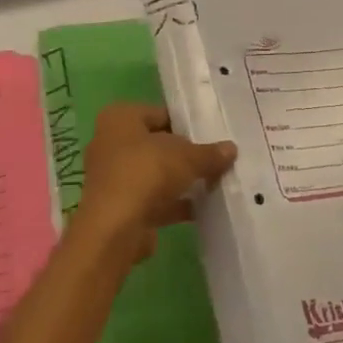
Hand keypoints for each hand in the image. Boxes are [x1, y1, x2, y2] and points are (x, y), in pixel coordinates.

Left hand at [75, 103, 235, 260]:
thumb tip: (231, 149)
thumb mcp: (186, 157)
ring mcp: (113, 178)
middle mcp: (110, 143)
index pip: (159, 113)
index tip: (211, 135)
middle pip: (156, 144)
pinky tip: (202, 209)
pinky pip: (152, 199)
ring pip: (154, 174)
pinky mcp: (119, 208)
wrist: (114, 229)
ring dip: (179, 181)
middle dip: (183, 154)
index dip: (186, 124)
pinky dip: (173, 204)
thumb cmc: (146, 173)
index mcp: (120, 118)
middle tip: (215, 159)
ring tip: (214, 184)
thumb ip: (209, 153)